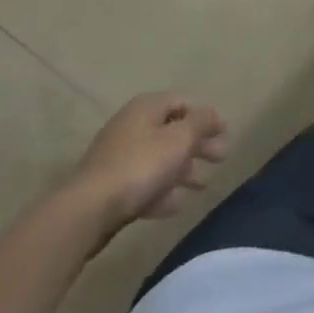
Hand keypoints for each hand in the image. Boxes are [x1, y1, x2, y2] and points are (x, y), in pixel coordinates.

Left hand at [69, 94, 226, 240]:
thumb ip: (201, 122)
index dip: (205, 116)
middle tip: (221, 158)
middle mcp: (131, 127)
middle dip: (198, 145)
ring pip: (159, 159)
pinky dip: (162, 191)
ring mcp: (117, 158)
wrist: (89, 210)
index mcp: (146, 108)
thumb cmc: (141, 165)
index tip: (224, 132)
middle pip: (172, 132)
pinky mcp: (110, 187)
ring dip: (183, 171)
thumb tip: (213, 113)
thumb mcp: (180, 139)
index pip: (182, 102)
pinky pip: (143, 183)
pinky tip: (175, 205)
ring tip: (202, 186)